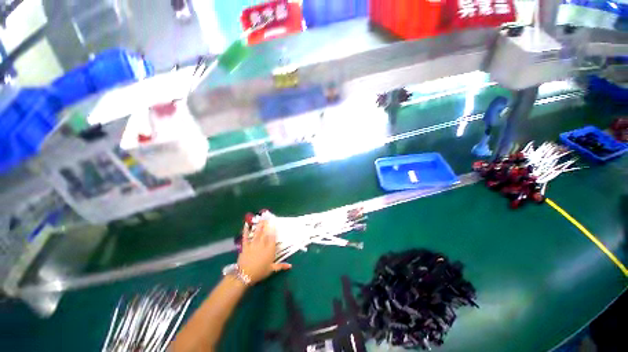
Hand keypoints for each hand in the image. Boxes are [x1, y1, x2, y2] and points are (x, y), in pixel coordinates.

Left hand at [238, 220, 290, 284]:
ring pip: (257, 232)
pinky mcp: (245, 246)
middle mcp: (262, 244)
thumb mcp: (271, 269)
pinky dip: (246, 230)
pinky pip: (246, 236)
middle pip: (265, 232)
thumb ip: (281, 266)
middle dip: (267, 224)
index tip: (274, 223)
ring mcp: (253, 244)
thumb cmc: (260, 272)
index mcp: (270, 249)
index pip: (273, 237)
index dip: (273, 229)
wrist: (244, 276)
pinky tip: (246, 224)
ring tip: (261, 219)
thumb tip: (290, 266)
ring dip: (259, 225)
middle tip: (268, 218)